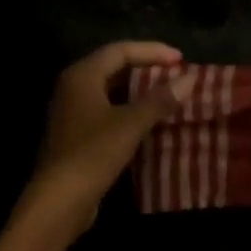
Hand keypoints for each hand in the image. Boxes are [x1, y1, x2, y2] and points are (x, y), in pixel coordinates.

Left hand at [23, 41, 195, 236]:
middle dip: (146, 68)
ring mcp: (72, 112)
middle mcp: (73, 87)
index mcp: (82, 75)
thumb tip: (190, 78)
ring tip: (168, 94)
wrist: (59, 200)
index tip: (181, 59)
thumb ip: (160, 99)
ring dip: (139, 90)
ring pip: (110, 90)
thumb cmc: (93, 154)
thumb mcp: (131, 124)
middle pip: (113, 67)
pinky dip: (129, 109)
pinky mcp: (77, 134)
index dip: (152, 51)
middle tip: (176, 74)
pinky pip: (107, 110)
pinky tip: (149, 120)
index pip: (120, 50)